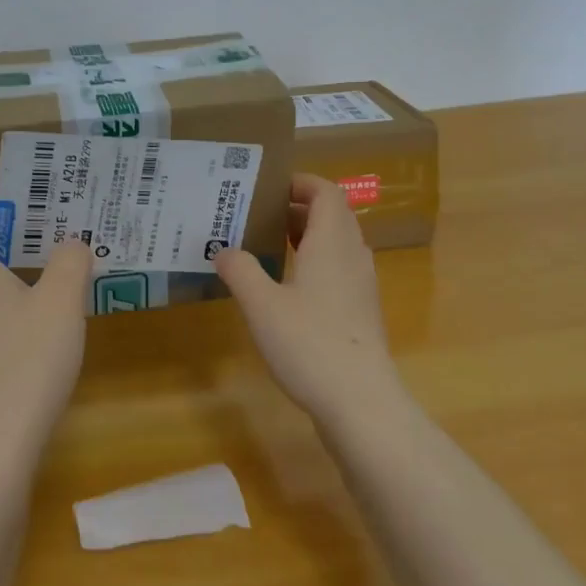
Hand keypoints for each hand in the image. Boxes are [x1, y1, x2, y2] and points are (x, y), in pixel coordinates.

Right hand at [212, 174, 402, 426]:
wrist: (361, 402)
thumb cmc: (309, 343)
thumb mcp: (261, 304)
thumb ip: (240, 270)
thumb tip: (223, 250)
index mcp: (331, 242)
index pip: (326, 192)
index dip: (301, 182)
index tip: (269, 187)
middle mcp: (352, 255)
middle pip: (332, 215)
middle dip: (298, 208)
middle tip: (259, 214)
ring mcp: (361, 285)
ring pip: (337, 243)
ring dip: (306, 236)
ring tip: (268, 246)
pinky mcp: (361, 311)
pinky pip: (339, 269)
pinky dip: (315, 263)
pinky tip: (287, 287)